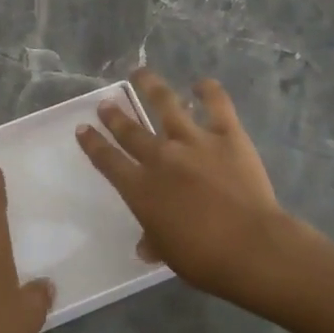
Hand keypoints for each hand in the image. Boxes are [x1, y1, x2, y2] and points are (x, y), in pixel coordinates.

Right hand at [76, 69, 304, 303]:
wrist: (251, 247)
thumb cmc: (204, 259)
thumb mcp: (169, 253)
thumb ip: (154, 241)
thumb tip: (145, 246)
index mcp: (140, 189)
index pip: (108, 161)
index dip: (93, 144)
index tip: (83, 128)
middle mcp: (160, 157)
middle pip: (130, 131)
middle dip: (114, 116)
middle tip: (106, 103)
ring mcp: (194, 141)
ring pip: (166, 105)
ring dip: (151, 87)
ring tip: (141, 73)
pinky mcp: (227, 135)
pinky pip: (217, 105)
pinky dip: (209, 91)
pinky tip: (202, 83)